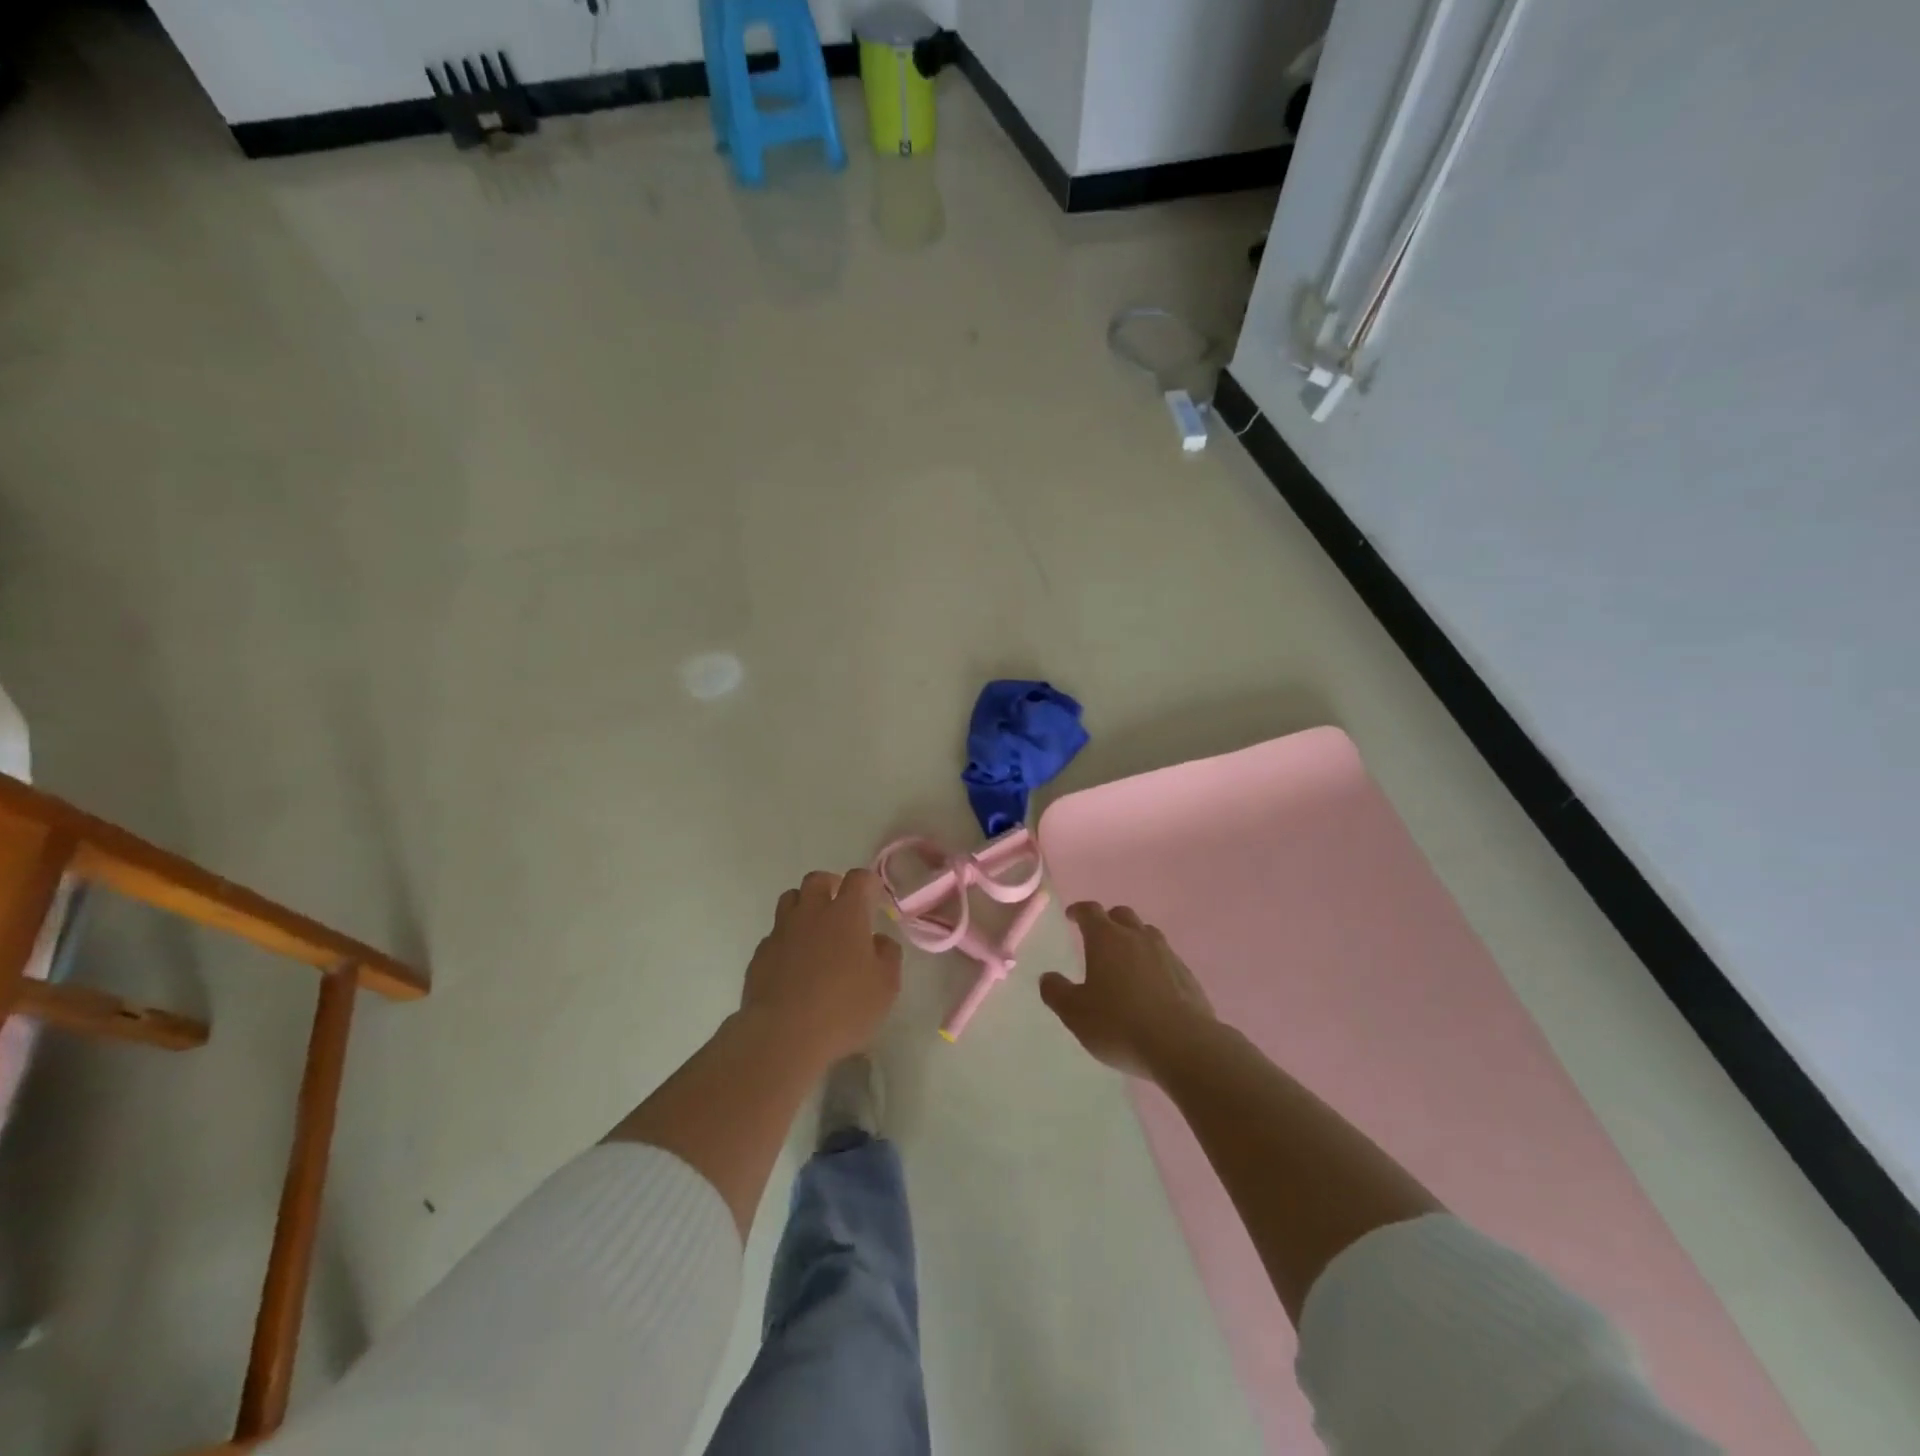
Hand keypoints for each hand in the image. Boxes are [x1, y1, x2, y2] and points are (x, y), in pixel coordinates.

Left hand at [742, 868, 901, 1069]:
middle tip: (841, 906)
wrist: (782, 1037)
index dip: (869, 883)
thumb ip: (887, 955)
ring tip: (815, 930)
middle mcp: (811, 913)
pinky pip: (775, 934)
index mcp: (847, 914)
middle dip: (831, 885)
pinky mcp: (760, 955)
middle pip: (817, 880)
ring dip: (804, 906)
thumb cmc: (843, 1009)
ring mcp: (781, 932)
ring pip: (790, 900)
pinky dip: (787, 939)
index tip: (875, 897)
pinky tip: (794, 964)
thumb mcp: (886, 986)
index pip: (859, 878)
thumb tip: (878, 940)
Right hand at [1041, 902, 1216, 1080]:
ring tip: (1125, 960)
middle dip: (1108, 921)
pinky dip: (1154, 963)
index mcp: (1106, 939)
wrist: (1182, 1045)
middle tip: (1098, 938)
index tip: (1071, 916)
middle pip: (1121, 915)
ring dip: (1134, 939)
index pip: (1090, 911)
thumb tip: (1047, 977)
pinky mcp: (1187, 975)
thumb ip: (1057, 992)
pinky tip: (1151, 986)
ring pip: (1147, 933)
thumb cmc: (1119, 1024)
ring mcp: (1166, 954)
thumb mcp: (1076, 1013)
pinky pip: (1166, 958)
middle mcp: (1137, 937)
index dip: (1078, 911)